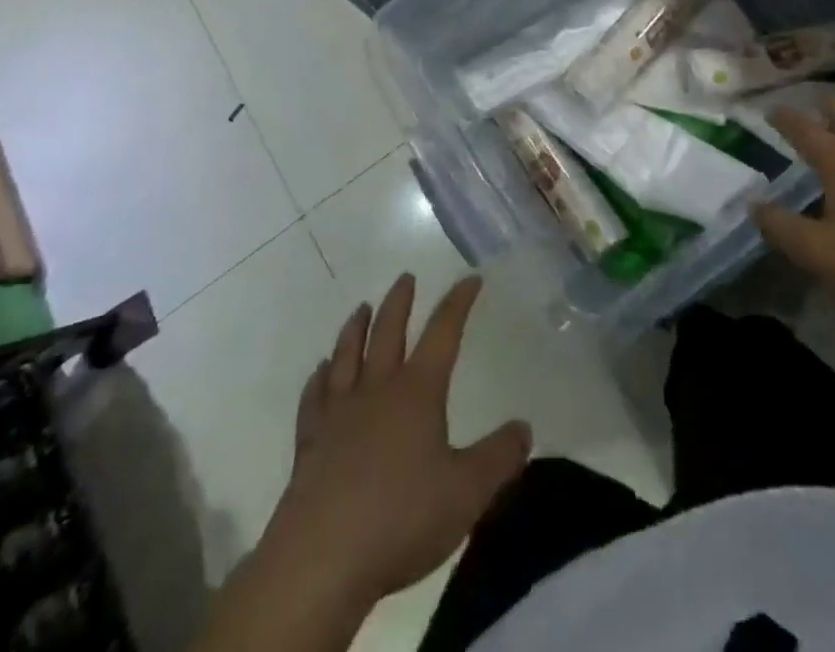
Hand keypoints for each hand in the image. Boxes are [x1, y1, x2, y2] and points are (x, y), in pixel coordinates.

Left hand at [260, 274, 532, 612]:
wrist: (322, 558)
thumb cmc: (402, 518)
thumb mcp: (467, 492)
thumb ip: (499, 458)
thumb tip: (524, 428)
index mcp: (417, 392)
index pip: (443, 332)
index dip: (458, 303)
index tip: (470, 279)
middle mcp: (377, 390)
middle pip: (388, 332)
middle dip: (399, 302)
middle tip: (405, 277)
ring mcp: (339, 414)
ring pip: (347, 355)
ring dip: (355, 328)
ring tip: (361, 308)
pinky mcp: (310, 443)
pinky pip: (314, 398)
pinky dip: (318, 378)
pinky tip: (320, 371)